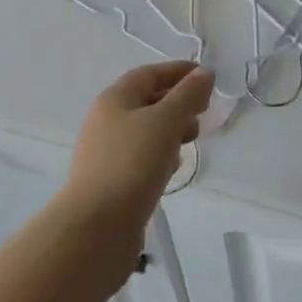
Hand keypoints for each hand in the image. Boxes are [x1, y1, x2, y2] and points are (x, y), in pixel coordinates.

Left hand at [61, 61, 213, 235]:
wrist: (95, 230)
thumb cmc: (132, 164)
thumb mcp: (166, 121)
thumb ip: (188, 95)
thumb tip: (203, 73)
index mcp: (115, 99)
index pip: (150, 74)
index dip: (179, 72)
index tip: (207, 78)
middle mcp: (106, 121)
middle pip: (147, 101)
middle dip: (178, 103)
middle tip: (203, 114)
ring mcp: (107, 153)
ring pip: (145, 131)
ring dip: (171, 131)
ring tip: (190, 142)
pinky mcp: (111, 182)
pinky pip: (141, 158)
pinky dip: (160, 156)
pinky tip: (171, 170)